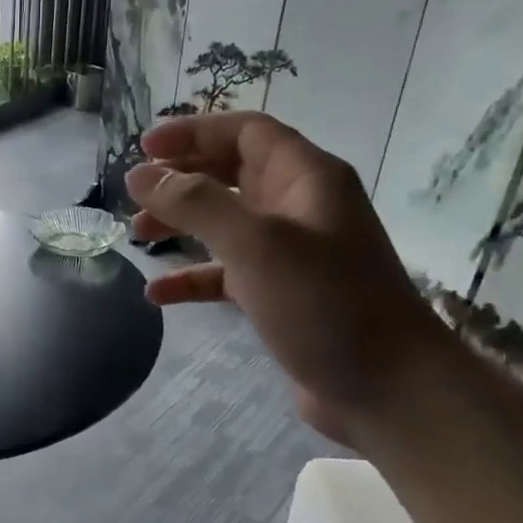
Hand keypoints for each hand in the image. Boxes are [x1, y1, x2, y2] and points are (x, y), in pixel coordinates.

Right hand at [125, 112, 455, 444]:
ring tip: (137, 235)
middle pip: (231, 173)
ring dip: (181, 223)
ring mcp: (291, 253)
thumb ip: (194, 203)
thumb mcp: (254, 244)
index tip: (143, 147)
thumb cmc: (324, 303)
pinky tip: (158, 294)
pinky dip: (193, 277)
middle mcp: (299, 206)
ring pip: (225, 222)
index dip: (193, 131)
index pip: (245, 132)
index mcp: (305, 178)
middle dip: (181, 177)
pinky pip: (227, 273)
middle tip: (134, 192)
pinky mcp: (281, 295)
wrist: (388, 390)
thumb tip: (140, 174)